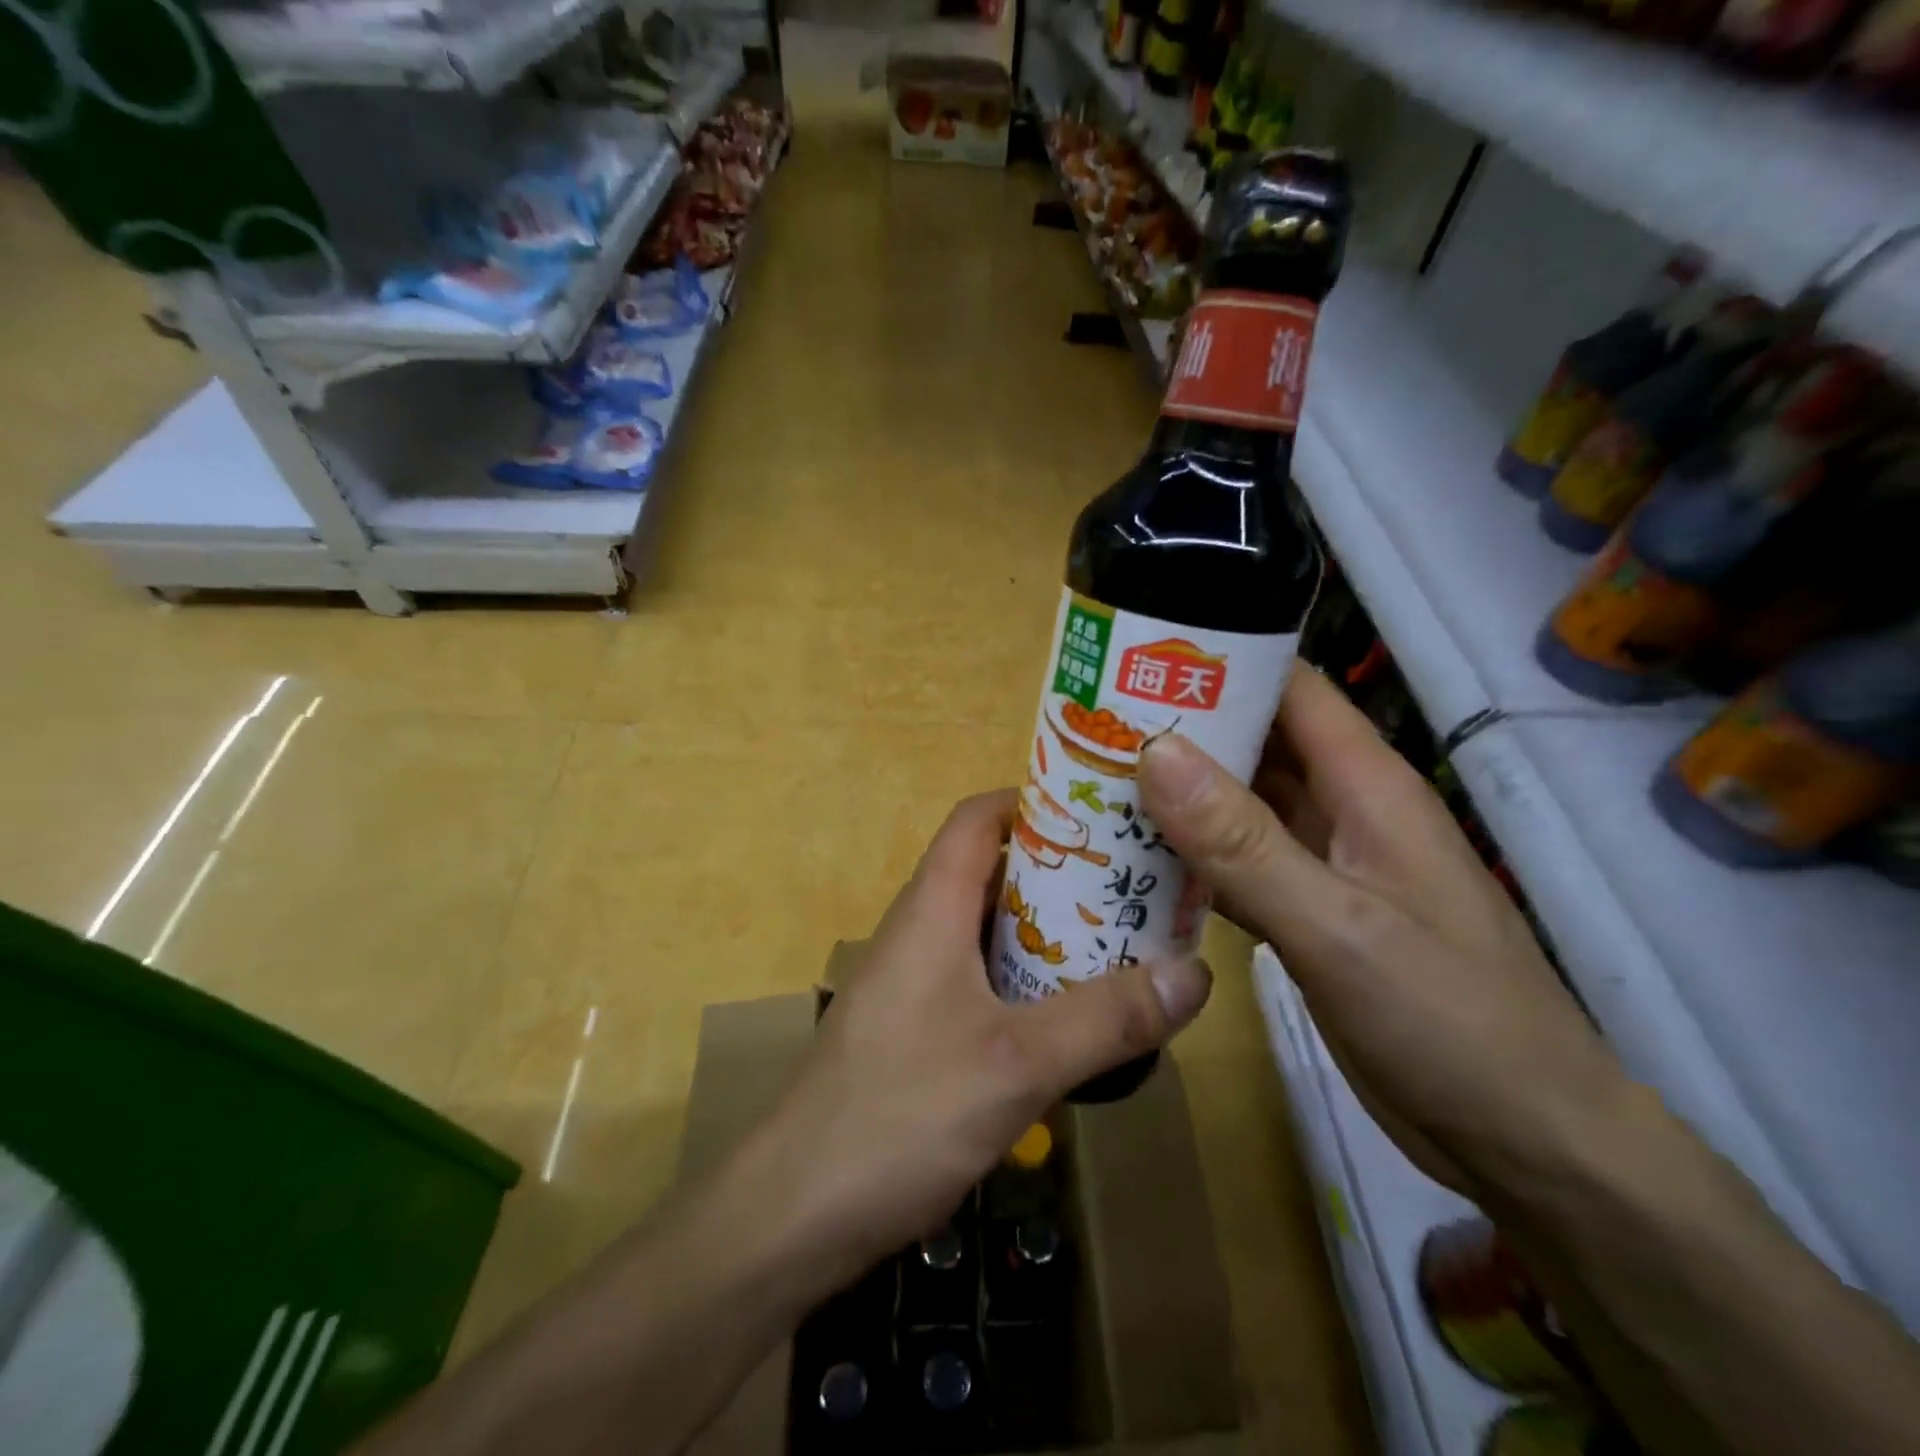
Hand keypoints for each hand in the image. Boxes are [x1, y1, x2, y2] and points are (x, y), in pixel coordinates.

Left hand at [752, 789, 1212, 1288]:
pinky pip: (979, 980)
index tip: (1102, 813)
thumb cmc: (900, 1113)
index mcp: (931, 908)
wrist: (795, 1212)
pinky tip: (1070, 1019)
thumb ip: (1106, 1019)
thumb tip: (1196, 972)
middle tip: (1133, 885)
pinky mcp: (914, 1029)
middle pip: (991, 872)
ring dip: (1048, 932)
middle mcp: (918, 930)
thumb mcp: (1017, 1063)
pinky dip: (1027, 981)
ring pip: (987, 931)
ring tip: (1120, 944)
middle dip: (1060, 872)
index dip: (1033, 801)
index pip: (978, 818)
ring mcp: (912, 982)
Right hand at [1137, 667, 1627, 1198]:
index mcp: (1365, 784)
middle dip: (1179, 731)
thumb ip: (1242, 841)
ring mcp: (1324, 866)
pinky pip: (1237, 866)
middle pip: (1253, 744)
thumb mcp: (1336, 926)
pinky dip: (1190, 858)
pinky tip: (1132, 863)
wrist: (1524, 1142)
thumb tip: (1155, 751)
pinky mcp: (1308, 916)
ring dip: (1177, 797)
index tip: (1135, 658)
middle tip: (1090, 726)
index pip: (1289, 688)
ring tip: (1093, 784)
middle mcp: (1342, 811)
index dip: (1220, 662)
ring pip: (1239, 808)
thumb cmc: (1448, 1020)